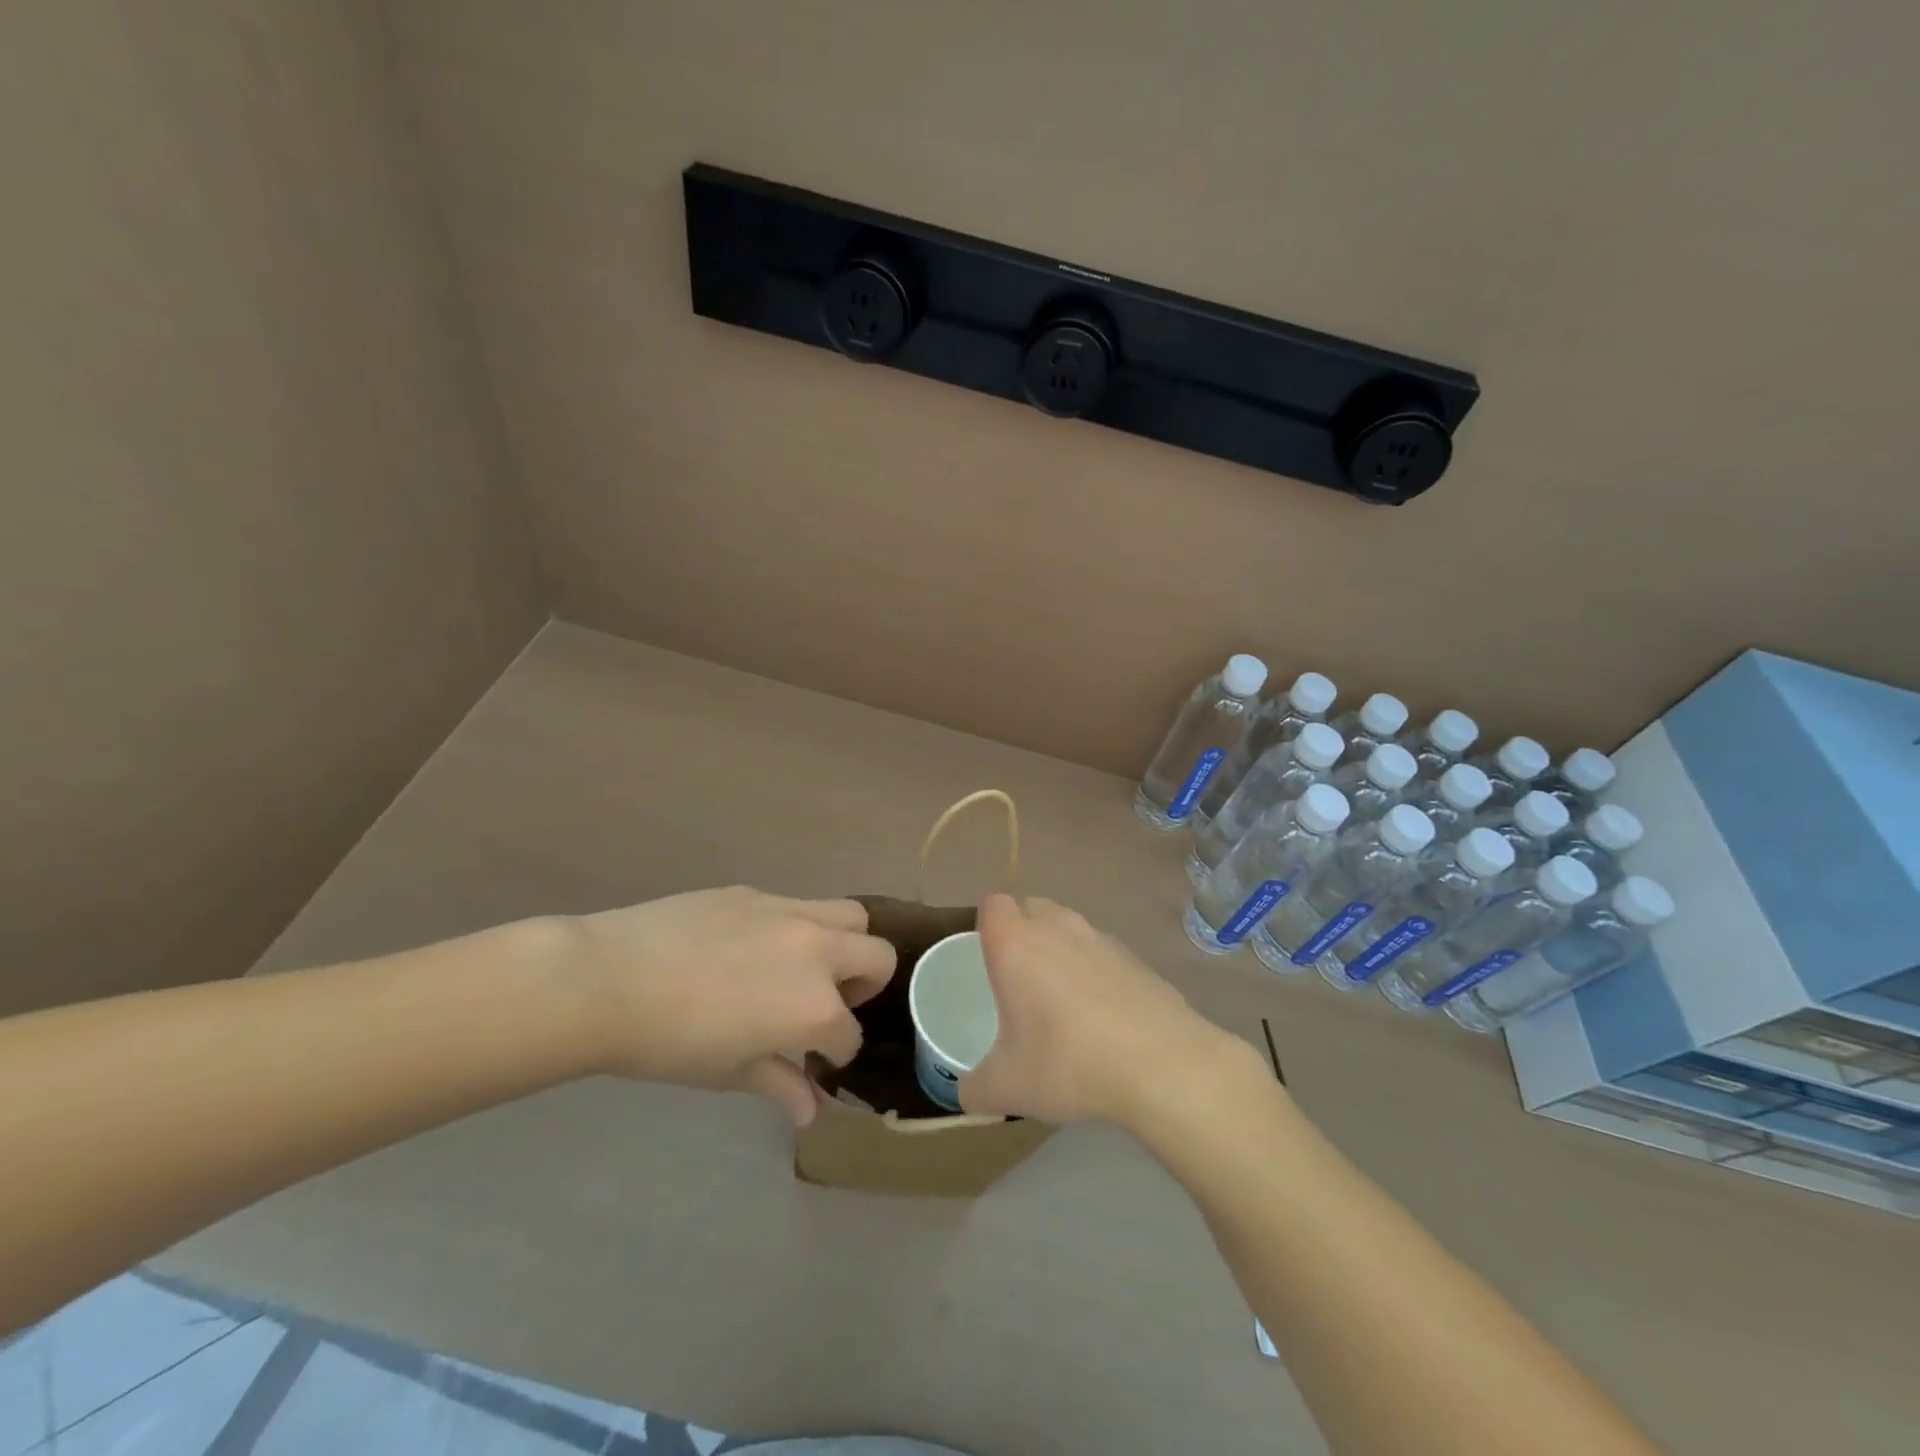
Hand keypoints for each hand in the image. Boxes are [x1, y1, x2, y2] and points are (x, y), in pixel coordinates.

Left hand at [563, 887, 895, 1124]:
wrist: (609, 980)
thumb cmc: (669, 1043)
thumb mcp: (729, 1072)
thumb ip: (780, 1084)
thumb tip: (811, 1109)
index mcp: (815, 1007)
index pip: (849, 1034)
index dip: (834, 1054)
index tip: (814, 1060)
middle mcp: (817, 951)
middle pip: (878, 957)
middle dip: (866, 987)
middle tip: (828, 1005)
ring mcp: (789, 913)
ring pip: (851, 916)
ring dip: (845, 945)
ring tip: (807, 966)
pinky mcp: (758, 893)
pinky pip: (798, 906)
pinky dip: (798, 929)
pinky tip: (754, 948)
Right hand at [959, 894, 1234, 1128]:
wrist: (1161, 1064)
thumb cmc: (1068, 1063)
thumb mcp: (1007, 1087)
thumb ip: (974, 1088)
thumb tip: (966, 1093)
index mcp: (1016, 944)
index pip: (992, 904)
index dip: (986, 924)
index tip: (986, 958)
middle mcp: (1056, 928)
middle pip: (1031, 906)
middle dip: (1021, 930)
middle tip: (1018, 978)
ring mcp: (1101, 939)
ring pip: (1069, 926)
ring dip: (1059, 948)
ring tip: (1060, 999)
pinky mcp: (1135, 957)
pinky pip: (1102, 952)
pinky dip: (1095, 970)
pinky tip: (1102, 1015)